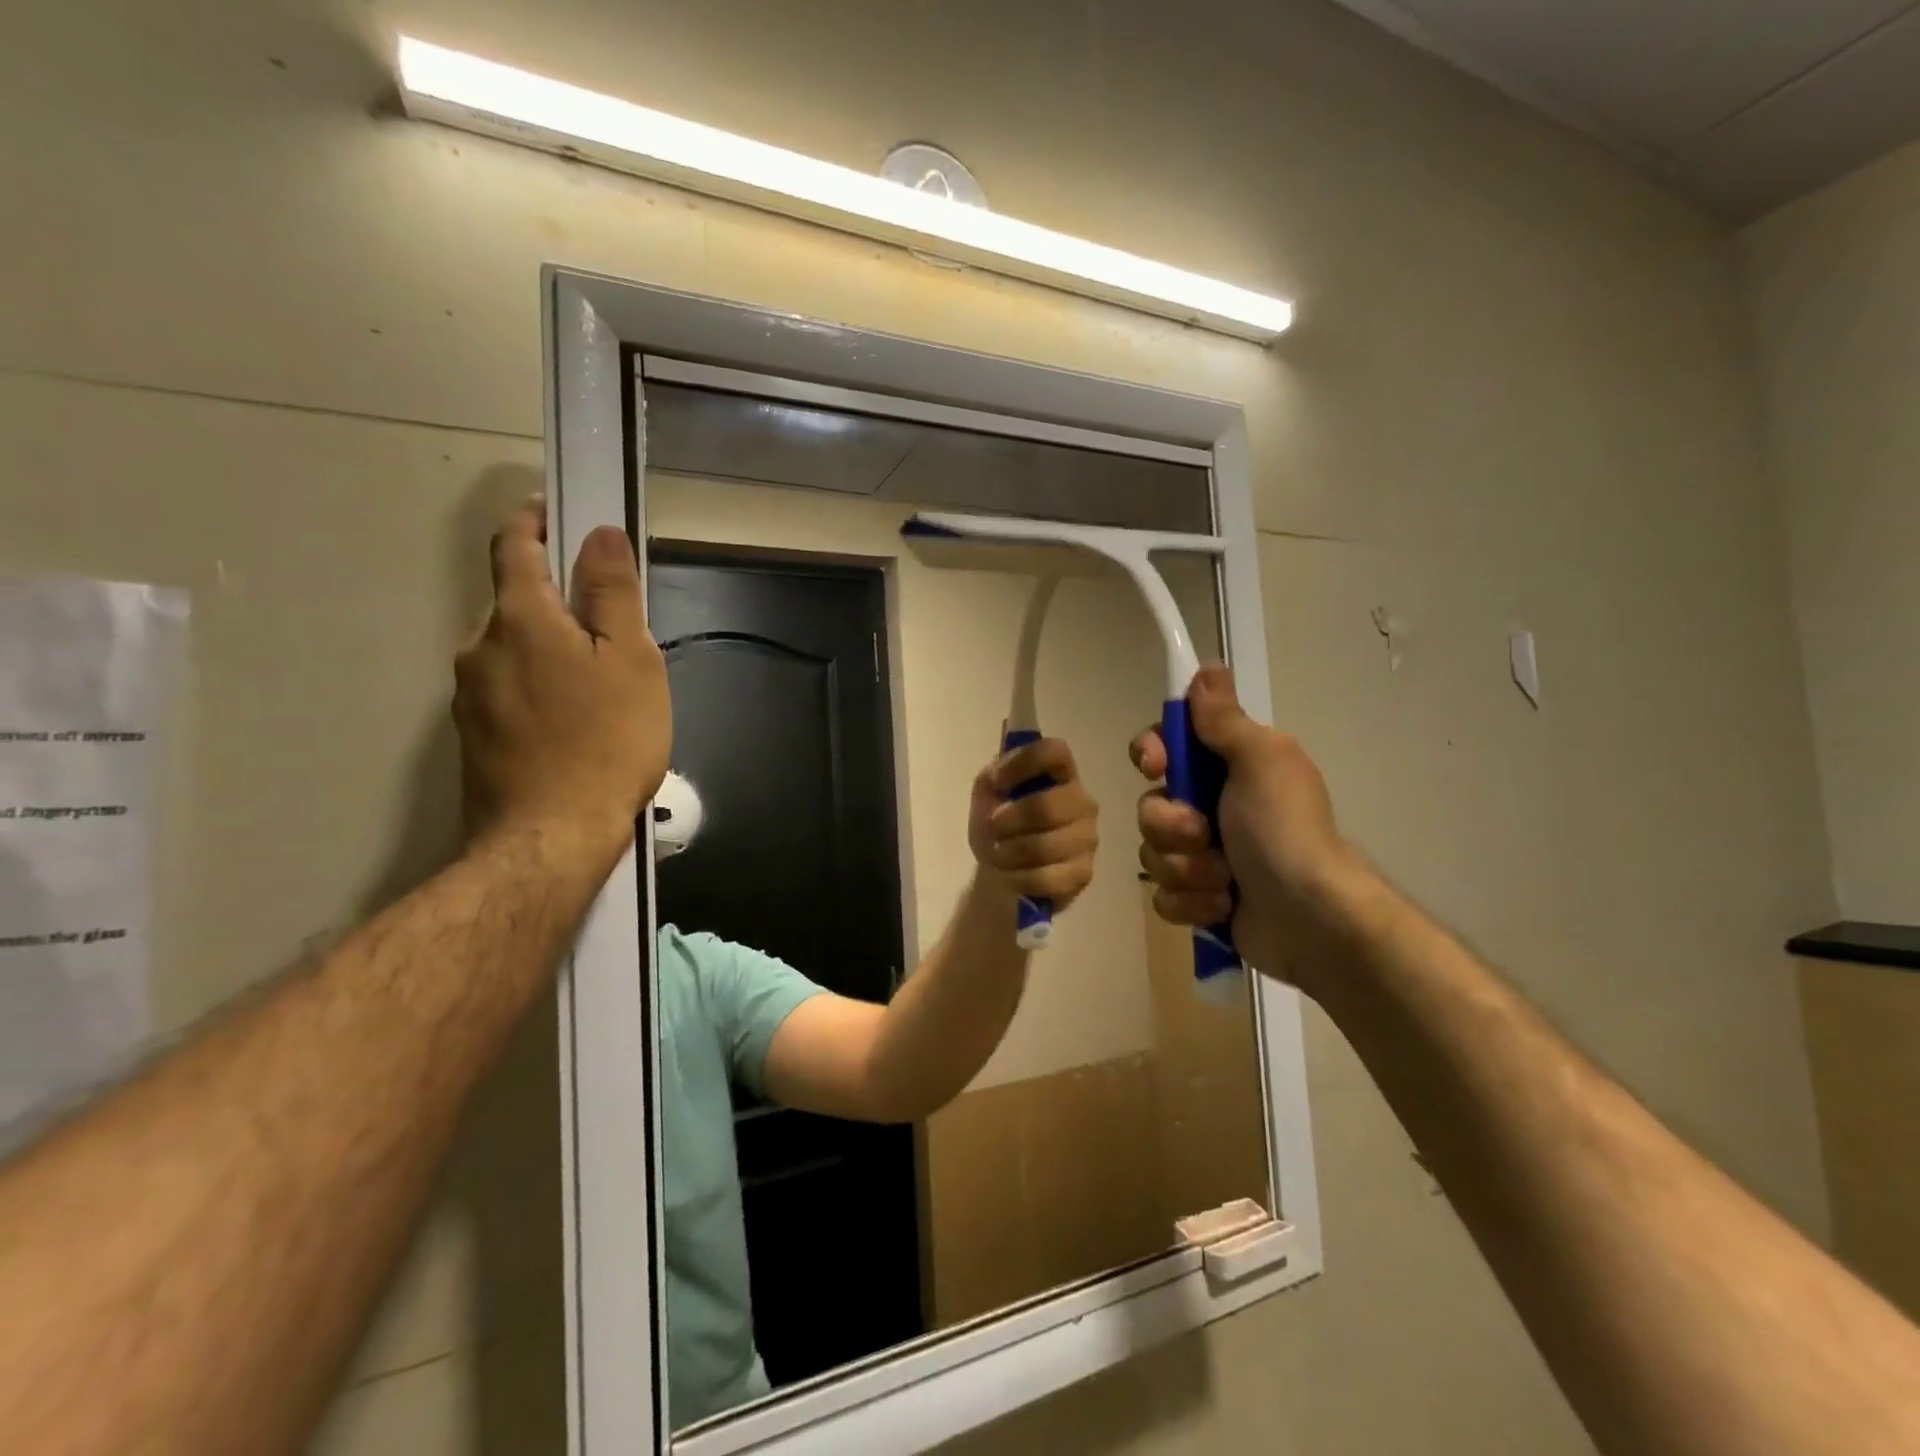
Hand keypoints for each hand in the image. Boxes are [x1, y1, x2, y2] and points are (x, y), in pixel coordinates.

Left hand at [453, 497, 670, 871]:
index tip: (555, 512)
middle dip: (556, 604)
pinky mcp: (472, 737)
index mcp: (521, 619)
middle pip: (516, 605)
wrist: (551, 837)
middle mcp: (480, 647)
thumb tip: (599, 534)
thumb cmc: (607, 741)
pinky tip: (573, 726)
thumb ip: (612, 594)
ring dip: (548, 652)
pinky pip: (507, 692)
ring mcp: (469, 696)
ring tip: (598, 690)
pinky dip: (537, 690)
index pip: (514, 547)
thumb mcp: (631, 661)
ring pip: (512, 653)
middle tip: (609, 632)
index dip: (534, 521)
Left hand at [967, 737, 1098, 914]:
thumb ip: (996, 770)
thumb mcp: (987, 791)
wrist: (999, 869)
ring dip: (1010, 852)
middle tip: (992, 827)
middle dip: (1009, 820)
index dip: (1023, 763)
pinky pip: (1048, 877)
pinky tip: (1013, 874)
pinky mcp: (1083, 872)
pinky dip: (1020, 877)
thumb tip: (1004, 751)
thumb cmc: (997, 822)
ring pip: (1045, 846)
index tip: (996, 781)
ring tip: (999, 853)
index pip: (1055, 752)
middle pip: (1048, 806)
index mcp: (1061, 772)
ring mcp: (1087, 838)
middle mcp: (1082, 801)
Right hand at [1131, 667, 1355, 983]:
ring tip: (1226, 881)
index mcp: (1227, 769)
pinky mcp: (1200, 901)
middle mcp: (1211, 808)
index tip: (1157, 765)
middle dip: (1172, 825)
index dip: (1151, 753)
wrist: (1313, 919)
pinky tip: (1224, 906)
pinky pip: (1164, 896)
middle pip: (1150, 805)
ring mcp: (1203, 857)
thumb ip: (1225, 719)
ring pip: (1153, 854)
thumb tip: (1207, 668)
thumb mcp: (1261, 760)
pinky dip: (1193, 903)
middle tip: (1205, 835)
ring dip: (1187, 869)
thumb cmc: (1285, 830)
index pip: (1165, 747)